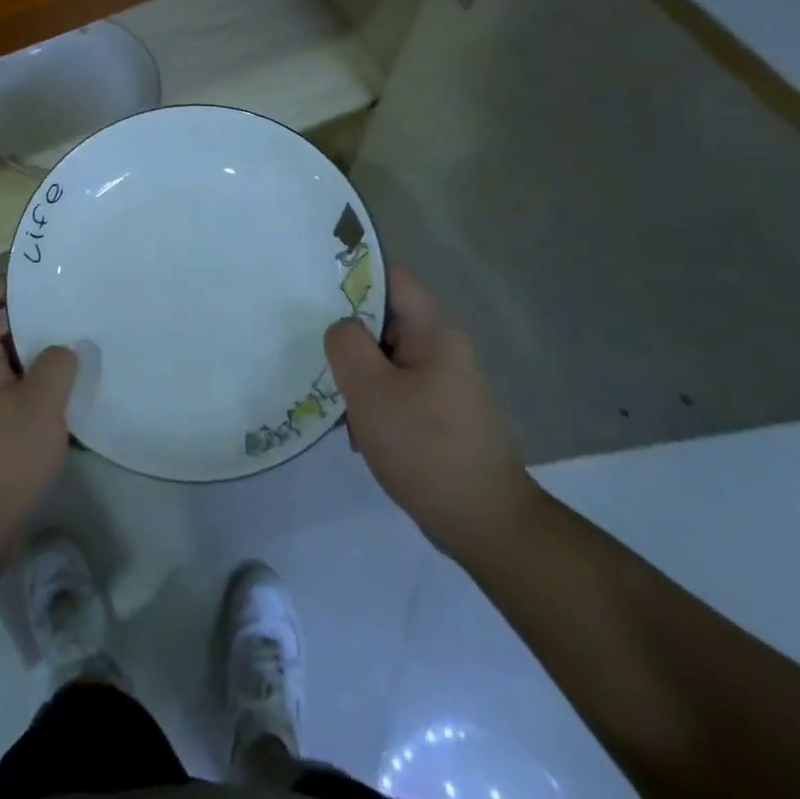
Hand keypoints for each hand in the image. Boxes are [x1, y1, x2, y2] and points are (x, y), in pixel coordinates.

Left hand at [0, 280, 76, 594]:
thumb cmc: (0, 459)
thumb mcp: (40, 406)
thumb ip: (57, 367)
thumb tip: (65, 349)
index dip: (6, 284)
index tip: (45, 284)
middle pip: (0, 333)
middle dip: (37, 322)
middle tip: (78, 315)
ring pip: (15, 368)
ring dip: (45, 361)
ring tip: (85, 353)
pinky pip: (20, 400)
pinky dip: (44, 395)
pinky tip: (76, 401)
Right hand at [325, 264, 542, 562]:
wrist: (484, 523)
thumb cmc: (425, 447)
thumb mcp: (371, 391)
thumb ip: (347, 344)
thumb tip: (342, 328)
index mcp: (434, 331)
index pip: (391, 277)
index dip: (353, 275)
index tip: (315, 291)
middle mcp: (443, 348)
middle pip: (385, 318)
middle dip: (349, 336)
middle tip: (314, 352)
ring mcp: (444, 382)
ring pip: (387, 358)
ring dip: (359, 376)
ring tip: (336, 402)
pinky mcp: (441, 412)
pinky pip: (397, 388)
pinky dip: (374, 402)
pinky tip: (357, 431)